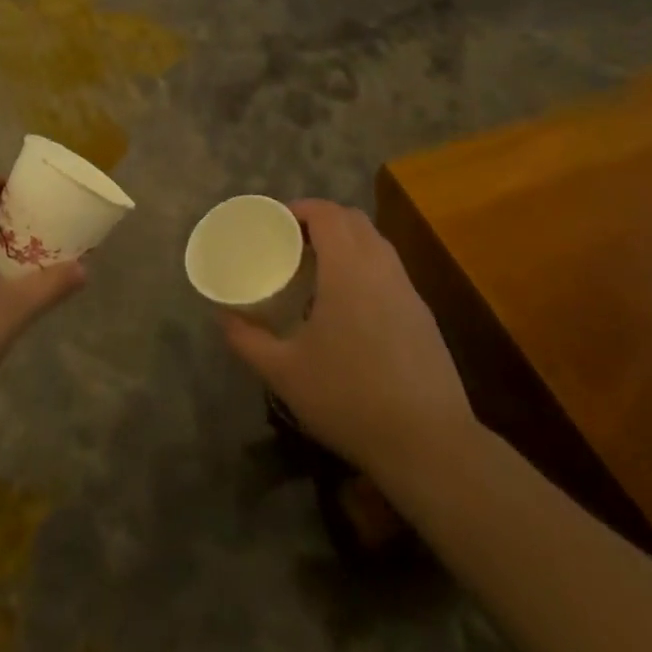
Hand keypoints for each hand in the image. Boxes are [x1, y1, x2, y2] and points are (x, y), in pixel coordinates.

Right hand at [221, 200, 470, 481]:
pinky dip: (365, 265)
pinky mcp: (423, 314)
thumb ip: (248, 340)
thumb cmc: (349, 398)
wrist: (429, 442)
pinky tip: (349, 303)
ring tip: (317, 267)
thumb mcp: (285, 372)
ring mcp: (408, 290)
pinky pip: (389, 268)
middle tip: (292, 241)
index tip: (276, 221)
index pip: (328, 214)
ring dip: (347, 241)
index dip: (301, 208)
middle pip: (354, 220)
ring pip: (376, 243)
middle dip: (322, 219)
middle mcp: (382, 267)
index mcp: (348, 269)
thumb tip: (222, 316)